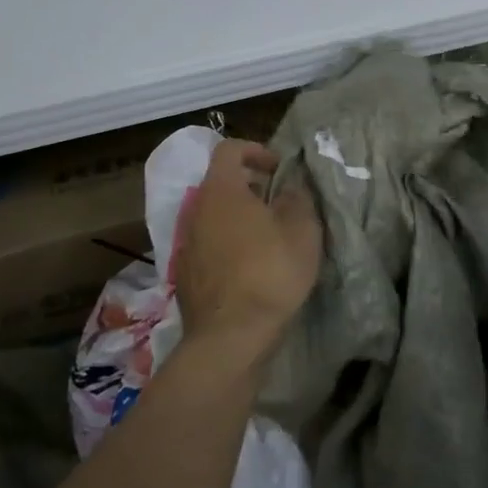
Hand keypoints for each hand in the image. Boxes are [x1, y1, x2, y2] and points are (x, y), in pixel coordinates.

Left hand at [172, 139, 322, 369]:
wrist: (230, 338)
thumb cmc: (270, 273)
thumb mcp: (301, 230)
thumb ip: (297, 198)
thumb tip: (289, 186)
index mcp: (221, 191)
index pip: (229, 150)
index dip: (255, 151)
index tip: (279, 169)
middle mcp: (196, 211)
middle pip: (220, 184)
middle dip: (250, 188)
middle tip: (280, 204)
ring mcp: (187, 245)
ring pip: (214, 217)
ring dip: (239, 219)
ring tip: (269, 239)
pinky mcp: (186, 276)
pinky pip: (209, 246)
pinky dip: (229, 246)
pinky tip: (252, 270)